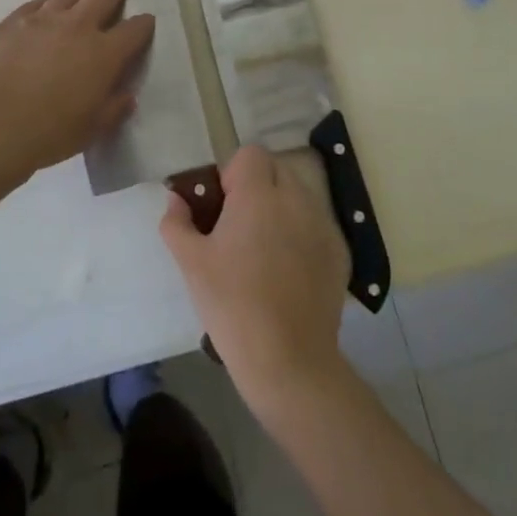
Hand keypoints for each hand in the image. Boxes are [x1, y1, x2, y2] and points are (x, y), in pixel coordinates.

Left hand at [0, 0, 154, 179]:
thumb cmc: (48, 132)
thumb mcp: (91, 130)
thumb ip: (113, 110)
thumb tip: (127, 97)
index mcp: (104, 54)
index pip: (134, 30)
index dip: (143, 24)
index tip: (146, 20)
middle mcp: (77, 27)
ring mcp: (42, 19)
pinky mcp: (12, 21)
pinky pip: (34, 3)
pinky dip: (46, 2)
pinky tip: (44, 5)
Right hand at [160, 145, 350, 415]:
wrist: (289, 361)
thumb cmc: (232, 305)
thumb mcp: (191, 263)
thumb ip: (177, 222)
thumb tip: (177, 200)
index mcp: (259, 195)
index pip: (250, 154)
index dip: (231, 173)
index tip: (221, 206)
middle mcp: (296, 199)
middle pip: (275, 169)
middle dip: (255, 187)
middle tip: (237, 226)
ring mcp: (323, 225)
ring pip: (297, 195)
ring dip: (279, 208)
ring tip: (262, 250)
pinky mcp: (339, 252)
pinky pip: (315, 224)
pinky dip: (300, 233)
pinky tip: (286, 272)